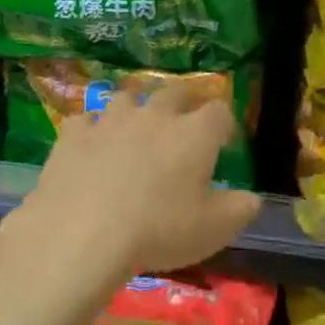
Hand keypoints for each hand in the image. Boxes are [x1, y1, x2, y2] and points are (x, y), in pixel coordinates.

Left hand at [20, 85, 262, 280]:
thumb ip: (240, 209)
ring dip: (135, 107)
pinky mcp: (74, 134)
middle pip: (174, 91)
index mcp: (194, 134)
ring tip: (134, 125)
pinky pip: (85, 120)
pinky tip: (90, 145)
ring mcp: (110, 120)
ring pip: (126, 97)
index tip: (222, 140)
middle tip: (183, 120)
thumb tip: (251, 198)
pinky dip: (91, 129)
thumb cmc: (158, 230)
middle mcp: (154, 115)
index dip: (224, 123)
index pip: (219, 111)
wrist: (83, 233)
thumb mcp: (214, 230)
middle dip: (184, 101)